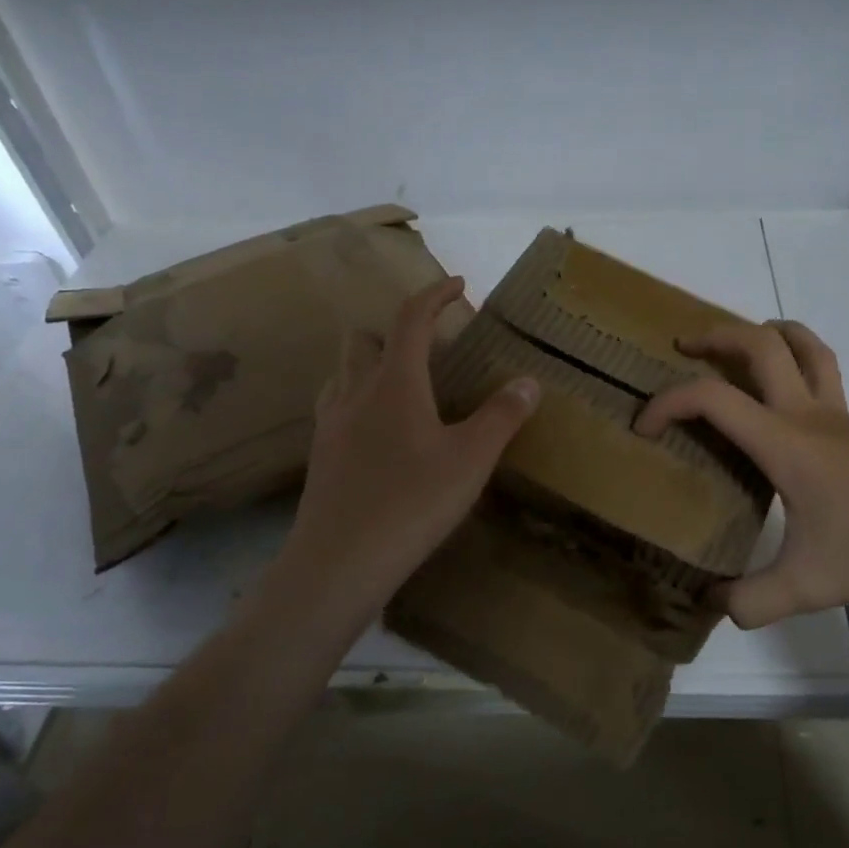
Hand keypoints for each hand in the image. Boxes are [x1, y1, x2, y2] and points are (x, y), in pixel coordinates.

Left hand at [273, 276, 539, 613]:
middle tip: (430, 349)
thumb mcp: (470, 461)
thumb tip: (528, 381)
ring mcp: (330, 424)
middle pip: (364, 338)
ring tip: (404, 387)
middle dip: (395, 330)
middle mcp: (355, 392)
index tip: (459, 284)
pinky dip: (358, 399)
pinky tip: (379, 432)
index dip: (435, 294)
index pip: (411, 318)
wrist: (339, 563)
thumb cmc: (411, 504)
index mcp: (395, 383)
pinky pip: (336, 407)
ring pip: (343, 371)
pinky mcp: (320, 455)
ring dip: (371, 363)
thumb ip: (501, 417)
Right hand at [634, 321, 848, 626]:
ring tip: (738, 344)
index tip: (644, 428)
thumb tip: (712, 605)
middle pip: (760, 344)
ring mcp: (841, 415)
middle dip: (714, 336)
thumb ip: (753, 600)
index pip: (712, 398)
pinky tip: (787, 400)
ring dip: (765, 332)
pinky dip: (795, 362)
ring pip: (804, 345)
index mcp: (785, 441)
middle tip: (682, 346)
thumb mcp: (810, 586)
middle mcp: (809, 414)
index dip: (666, 403)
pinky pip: (823, 372)